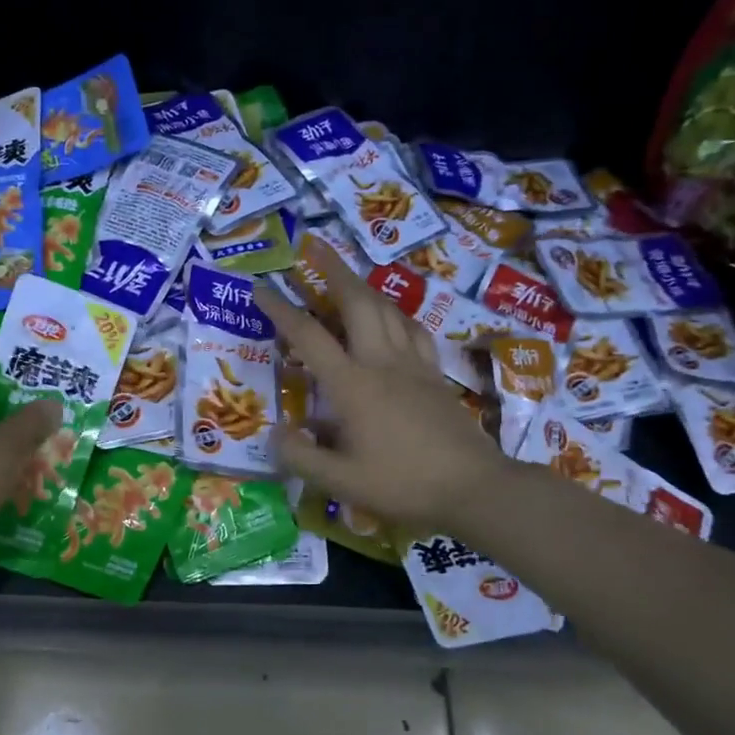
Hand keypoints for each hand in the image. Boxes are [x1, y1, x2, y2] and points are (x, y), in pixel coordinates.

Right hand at [253, 246, 506, 531]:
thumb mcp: (341, 482)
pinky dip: (395, 313)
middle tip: (315, 246)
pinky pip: (413, 329)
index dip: (281, 309)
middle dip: (334, 269)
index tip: (260, 287)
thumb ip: (301, 457)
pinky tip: (393, 316)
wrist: (474, 487)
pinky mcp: (435, 374)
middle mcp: (382, 363)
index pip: (309, 337)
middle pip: (357, 302)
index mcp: (353, 385)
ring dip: (364, 286)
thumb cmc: (403, 484)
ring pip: (387, 309)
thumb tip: (276, 432)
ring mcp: (413, 365)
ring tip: (348, 275)